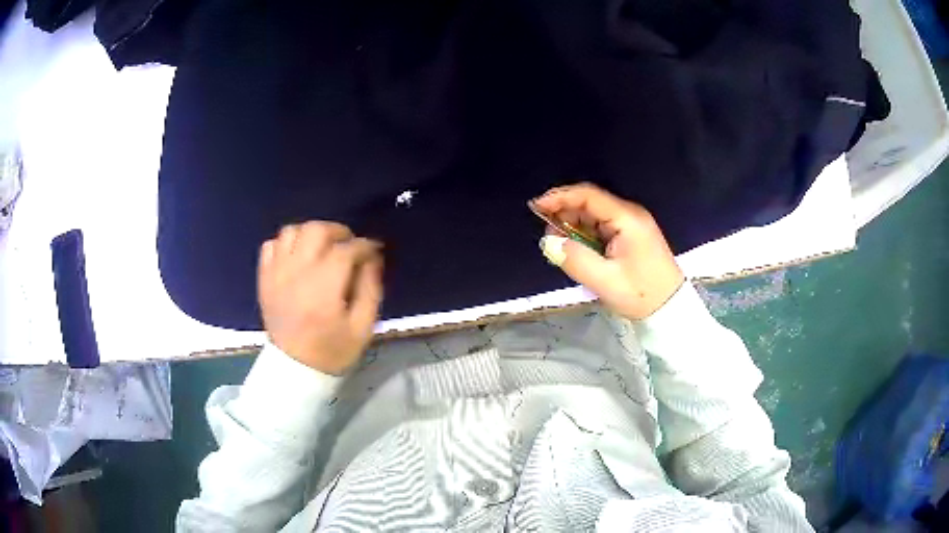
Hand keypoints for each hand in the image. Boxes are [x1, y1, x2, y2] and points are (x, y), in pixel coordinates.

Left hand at [257, 221, 382, 374]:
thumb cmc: (332, 350)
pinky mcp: (264, 277)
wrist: (294, 368)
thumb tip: (372, 258)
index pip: (346, 250)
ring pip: (292, 231)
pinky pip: (271, 244)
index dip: (364, 245)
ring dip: (310, 233)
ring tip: (322, 248)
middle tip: (348, 245)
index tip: (373, 250)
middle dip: (338, 231)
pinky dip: (286, 243)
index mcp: (324, 288)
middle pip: (316, 230)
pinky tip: (297, 256)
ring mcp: (276, 273)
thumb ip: (370, 288)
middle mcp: (297, 273)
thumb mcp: (363, 327)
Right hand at [532, 183, 684, 319]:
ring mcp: (632, 225)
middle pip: (590, 203)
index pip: (588, 196)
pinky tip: (577, 249)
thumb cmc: (641, 294)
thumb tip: (548, 242)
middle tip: (547, 234)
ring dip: (574, 226)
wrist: (670, 309)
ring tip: (559, 244)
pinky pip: (602, 228)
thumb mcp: (605, 281)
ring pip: (595, 216)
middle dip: (565, 213)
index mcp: (626, 219)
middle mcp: (629, 215)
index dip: (560, 197)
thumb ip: (574, 259)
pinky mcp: (631, 237)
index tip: (536, 207)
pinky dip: (586, 235)